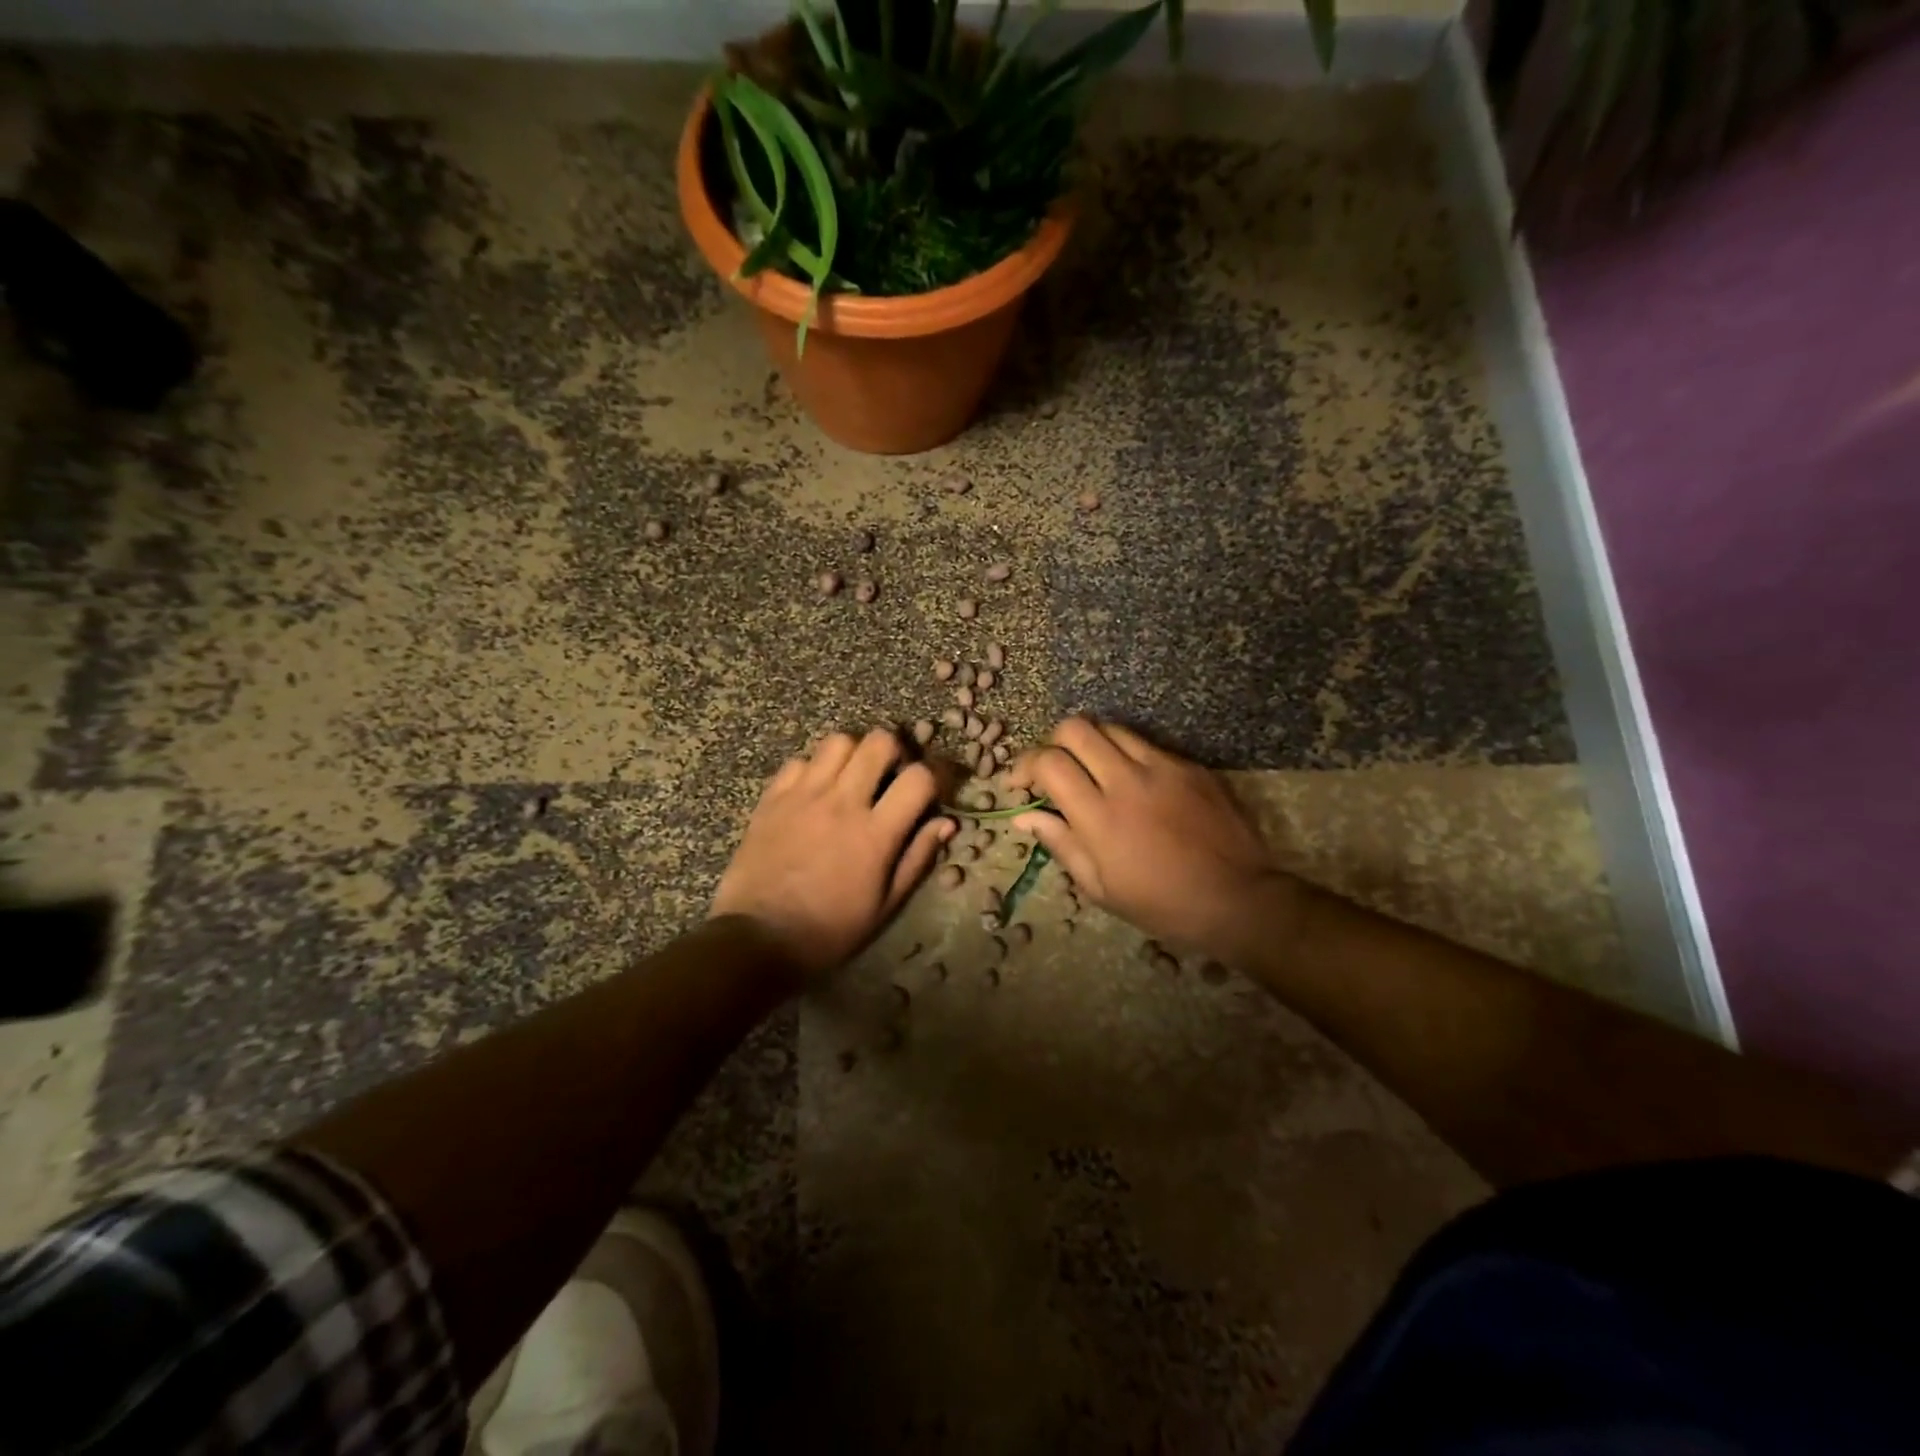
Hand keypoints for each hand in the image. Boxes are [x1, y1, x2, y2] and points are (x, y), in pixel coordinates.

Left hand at [711, 728, 954, 984]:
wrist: (759, 938)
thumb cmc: (830, 929)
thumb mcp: (885, 905)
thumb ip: (917, 858)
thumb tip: (946, 822)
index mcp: (875, 833)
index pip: (918, 778)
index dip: (935, 776)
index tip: (933, 789)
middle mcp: (842, 803)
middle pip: (879, 742)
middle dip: (895, 752)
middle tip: (891, 775)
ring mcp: (804, 796)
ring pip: (838, 741)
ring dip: (854, 754)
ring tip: (853, 777)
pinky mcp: (772, 798)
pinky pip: (799, 760)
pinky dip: (814, 768)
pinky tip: (816, 791)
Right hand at [1007, 718, 1299, 962]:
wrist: (1238, 899)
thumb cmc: (1162, 904)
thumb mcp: (1100, 887)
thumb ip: (1061, 843)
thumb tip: (1025, 815)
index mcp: (1100, 816)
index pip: (1049, 762)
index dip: (1024, 765)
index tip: (1021, 784)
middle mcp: (1128, 780)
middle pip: (1075, 728)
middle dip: (1053, 743)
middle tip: (1055, 770)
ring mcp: (1163, 767)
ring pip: (1111, 727)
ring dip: (1091, 744)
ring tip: (1093, 771)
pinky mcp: (1190, 765)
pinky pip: (1147, 744)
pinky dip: (1127, 755)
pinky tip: (1135, 784)